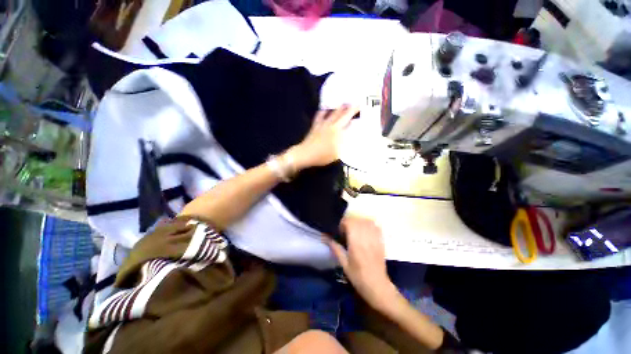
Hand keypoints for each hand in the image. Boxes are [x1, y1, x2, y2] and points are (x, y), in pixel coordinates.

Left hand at [288, 106, 359, 169]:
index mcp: (337, 130)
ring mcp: (322, 124)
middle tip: (353, 103)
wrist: (306, 154)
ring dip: (338, 108)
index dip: (354, 110)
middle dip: (347, 107)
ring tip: (342, 104)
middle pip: (340, 113)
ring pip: (331, 113)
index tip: (359, 104)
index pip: (347, 118)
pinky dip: (323, 111)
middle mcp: (330, 124)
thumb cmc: (323, 155)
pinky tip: (325, 109)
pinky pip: (319, 115)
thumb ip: (343, 142)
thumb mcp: (337, 152)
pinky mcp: (315, 126)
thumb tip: (347, 134)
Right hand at [326, 217, 398, 311]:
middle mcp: (366, 238)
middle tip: (346, 231)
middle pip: (358, 220)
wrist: (377, 286)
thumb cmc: (358, 276)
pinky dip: (369, 225)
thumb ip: (335, 248)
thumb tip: (325, 237)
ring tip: (356, 230)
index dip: (343, 223)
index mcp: (356, 243)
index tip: (340, 231)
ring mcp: (375, 238)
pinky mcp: (381, 241)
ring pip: (367, 221)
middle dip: (350, 222)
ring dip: (359, 222)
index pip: (350, 223)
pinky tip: (365, 231)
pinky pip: (376, 226)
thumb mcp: (344, 263)